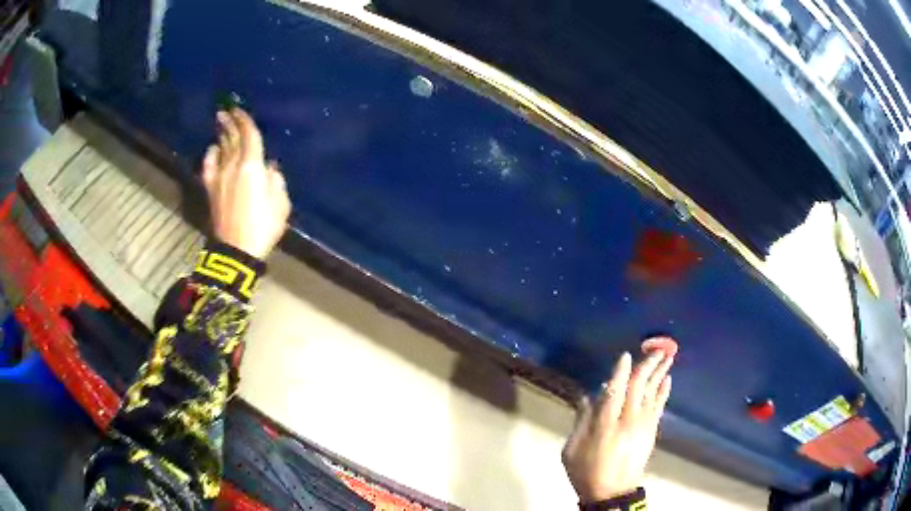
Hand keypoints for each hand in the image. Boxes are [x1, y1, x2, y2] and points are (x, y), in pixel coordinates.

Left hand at [202, 108, 290, 258]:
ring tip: (221, 123)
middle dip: (230, 122)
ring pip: (221, 149)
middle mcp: (233, 166)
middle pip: (232, 138)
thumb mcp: (280, 203)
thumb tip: (269, 168)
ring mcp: (219, 177)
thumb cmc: (263, 226)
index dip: (244, 120)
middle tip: (226, 110)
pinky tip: (212, 149)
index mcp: (252, 166)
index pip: (249, 135)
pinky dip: (210, 155)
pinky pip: (208, 166)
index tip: (240, 109)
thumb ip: (275, 180)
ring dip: (221, 134)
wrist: (236, 250)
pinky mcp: (211, 190)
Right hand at [561, 342, 673, 502]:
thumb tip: (587, 397)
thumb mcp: (572, 449)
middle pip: (639, 388)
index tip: (626, 355)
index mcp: (605, 425)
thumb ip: (581, 421)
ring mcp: (642, 426)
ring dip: (660, 373)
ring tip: (667, 356)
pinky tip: (667, 380)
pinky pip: (659, 406)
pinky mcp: (650, 432)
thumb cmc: (587, 471)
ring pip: (652, 393)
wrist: (612, 493)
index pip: (614, 392)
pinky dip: (664, 391)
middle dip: (647, 366)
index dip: (620, 373)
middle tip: (657, 347)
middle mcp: (627, 421)